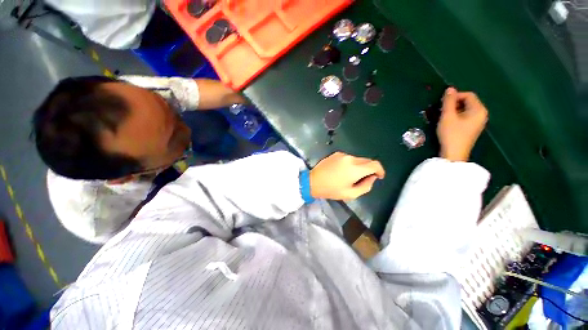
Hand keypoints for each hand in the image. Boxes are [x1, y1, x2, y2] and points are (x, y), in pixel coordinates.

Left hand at [310, 152, 384, 199]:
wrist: (312, 181)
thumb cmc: (331, 190)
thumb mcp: (350, 194)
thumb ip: (365, 186)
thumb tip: (372, 177)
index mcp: (355, 169)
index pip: (375, 164)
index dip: (380, 170)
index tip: (379, 176)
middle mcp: (350, 158)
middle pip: (367, 161)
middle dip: (369, 169)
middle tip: (364, 179)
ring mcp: (342, 154)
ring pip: (357, 159)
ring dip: (359, 166)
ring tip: (351, 176)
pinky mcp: (336, 153)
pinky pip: (348, 158)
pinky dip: (350, 163)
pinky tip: (342, 171)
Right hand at [437, 87, 487, 161]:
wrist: (454, 153)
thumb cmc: (451, 134)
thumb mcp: (448, 116)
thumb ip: (448, 102)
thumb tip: (449, 88)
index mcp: (479, 109)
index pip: (468, 95)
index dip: (455, 96)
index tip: (442, 103)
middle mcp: (481, 114)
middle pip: (468, 102)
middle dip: (454, 103)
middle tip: (442, 110)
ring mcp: (478, 122)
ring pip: (465, 110)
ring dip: (454, 110)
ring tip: (444, 116)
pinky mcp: (472, 128)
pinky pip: (465, 116)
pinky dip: (457, 116)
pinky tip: (449, 122)